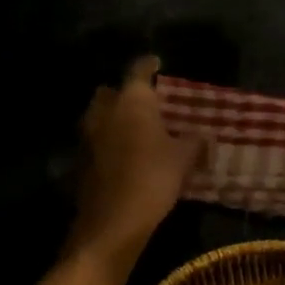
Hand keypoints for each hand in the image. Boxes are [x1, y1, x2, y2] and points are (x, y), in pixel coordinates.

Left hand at [70, 56, 201, 262]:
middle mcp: (104, 110)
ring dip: (115, 120)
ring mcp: (88, 135)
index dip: (149, 65)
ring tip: (136, 131)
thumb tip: (203, 134)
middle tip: (145, 104)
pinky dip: (108, 143)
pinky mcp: (81, 160)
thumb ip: (194, 141)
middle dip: (125, 94)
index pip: (139, 70)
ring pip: (101, 117)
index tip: (157, 63)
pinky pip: (97, 142)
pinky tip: (124, 156)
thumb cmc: (153, 178)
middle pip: (112, 92)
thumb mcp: (184, 159)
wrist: (113, 220)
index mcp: (131, 100)